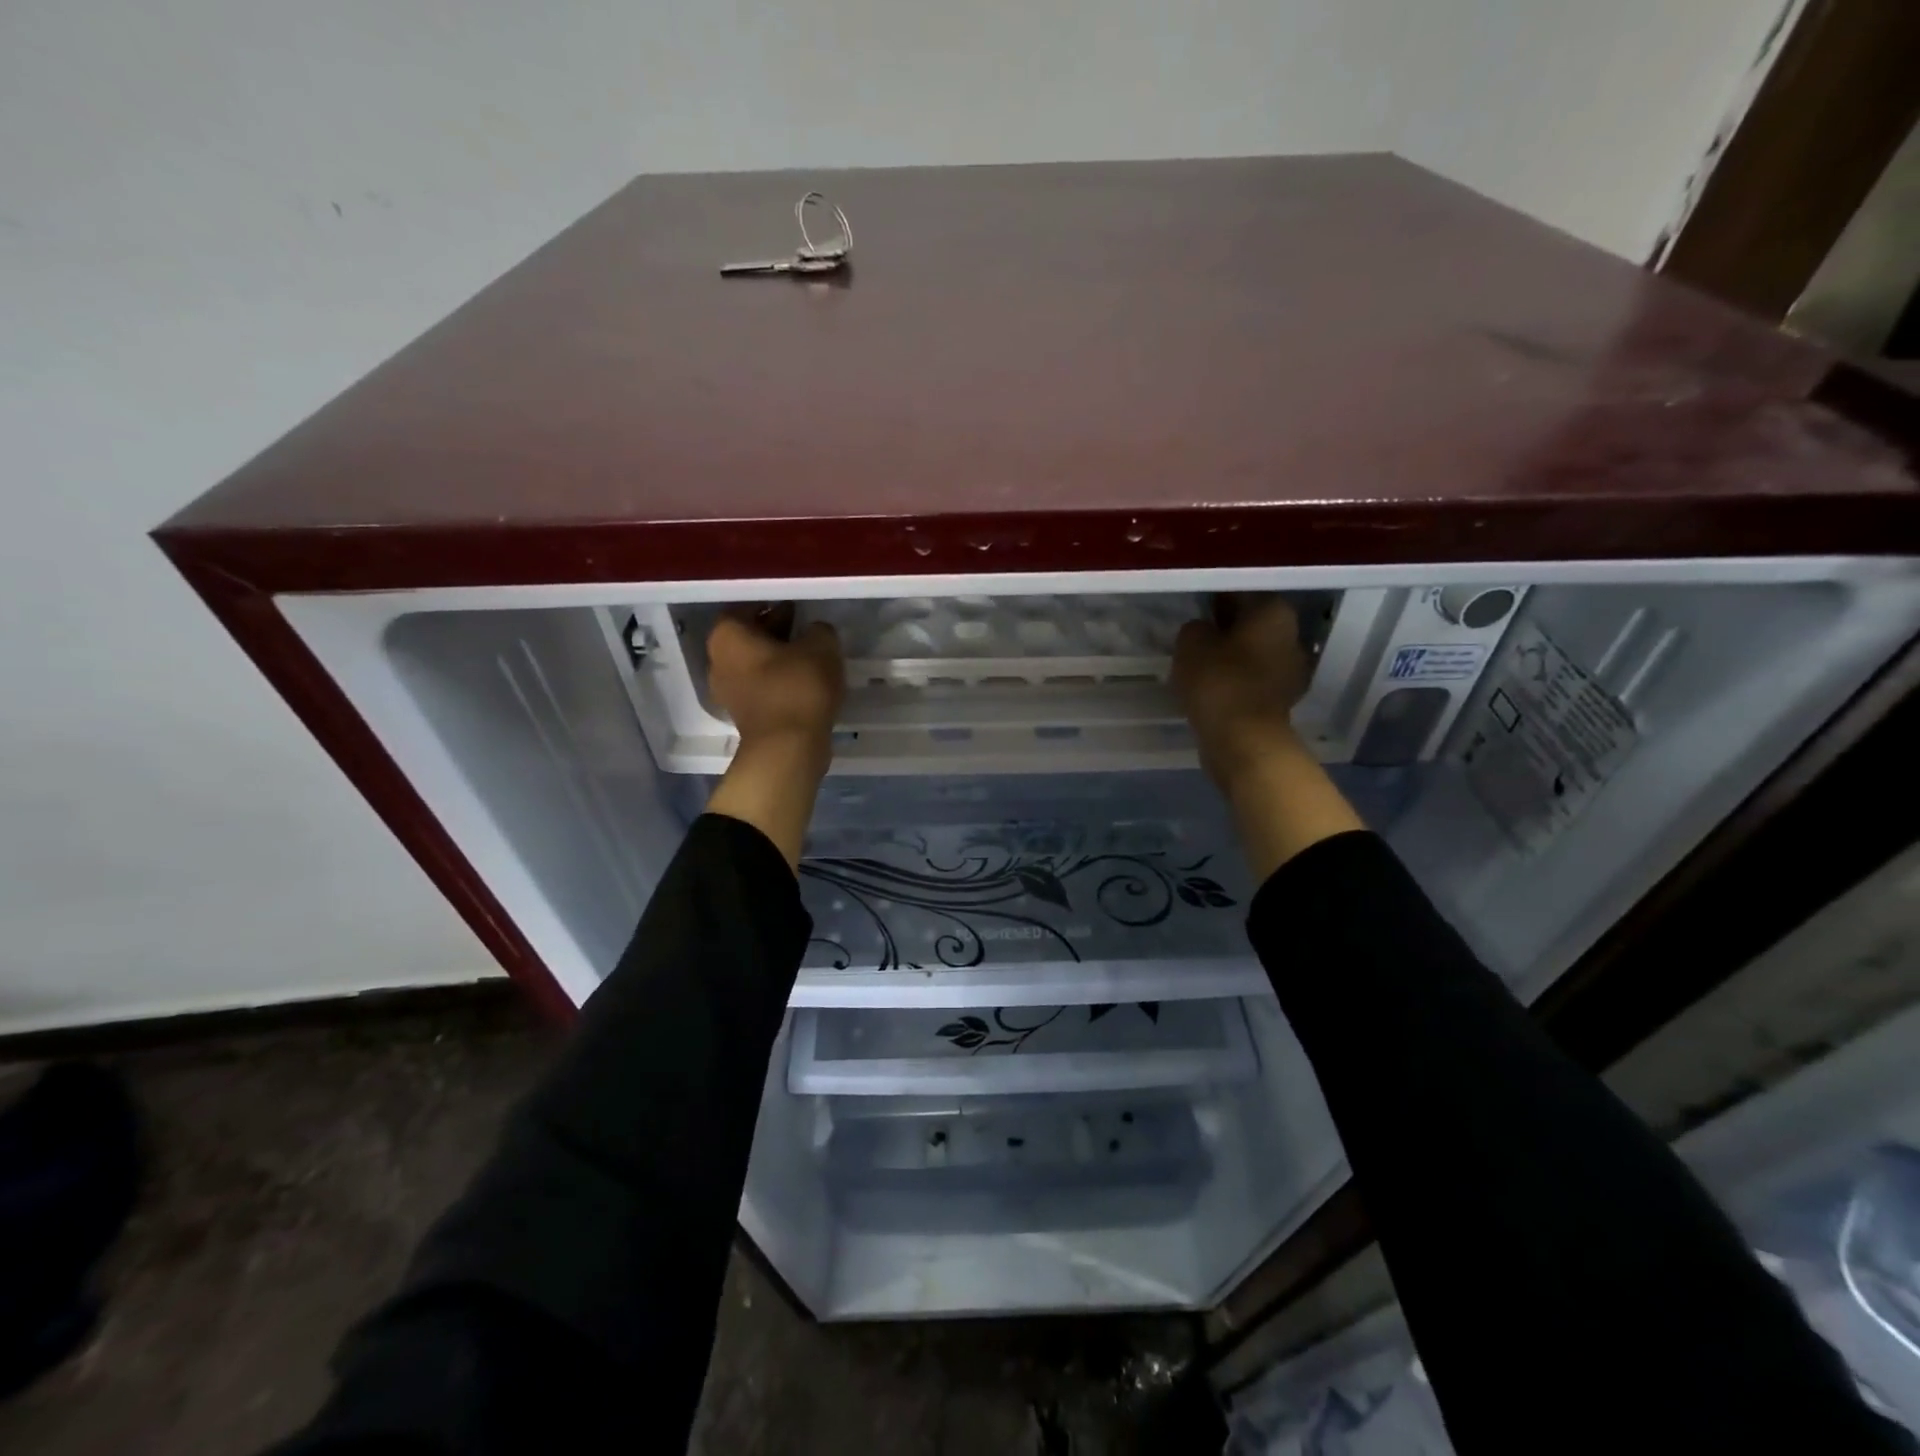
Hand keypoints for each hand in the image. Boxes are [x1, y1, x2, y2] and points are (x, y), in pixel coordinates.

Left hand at [704, 605, 844, 870]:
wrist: (788, 749)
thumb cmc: (798, 687)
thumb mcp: (821, 647)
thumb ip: (818, 631)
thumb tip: (815, 632)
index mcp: (727, 636)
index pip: (745, 607)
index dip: (771, 604)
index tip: (796, 606)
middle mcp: (718, 661)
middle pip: (747, 637)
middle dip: (775, 630)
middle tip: (805, 627)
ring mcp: (728, 692)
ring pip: (755, 664)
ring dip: (779, 658)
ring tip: (811, 655)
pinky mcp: (745, 715)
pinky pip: (762, 687)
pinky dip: (780, 681)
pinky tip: (806, 681)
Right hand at [1172, 595, 1312, 792]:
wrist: (1242, 741)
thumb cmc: (1219, 681)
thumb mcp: (1191, 642)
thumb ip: (1196, 627)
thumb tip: (1203, 630)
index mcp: (1275, 612)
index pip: (1243, 593)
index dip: (1217, 599)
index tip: (1197, 609)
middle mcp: (1292, 637)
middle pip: (1253, 625)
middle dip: (1228, 629)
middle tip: (1197, 636)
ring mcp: (1291, 671)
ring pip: (1254, 653)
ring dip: (1232, 656)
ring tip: (1200, 663)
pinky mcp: (1281, 700)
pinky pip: (1253, 680)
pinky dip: (1235, 681)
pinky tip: (1212, 687)